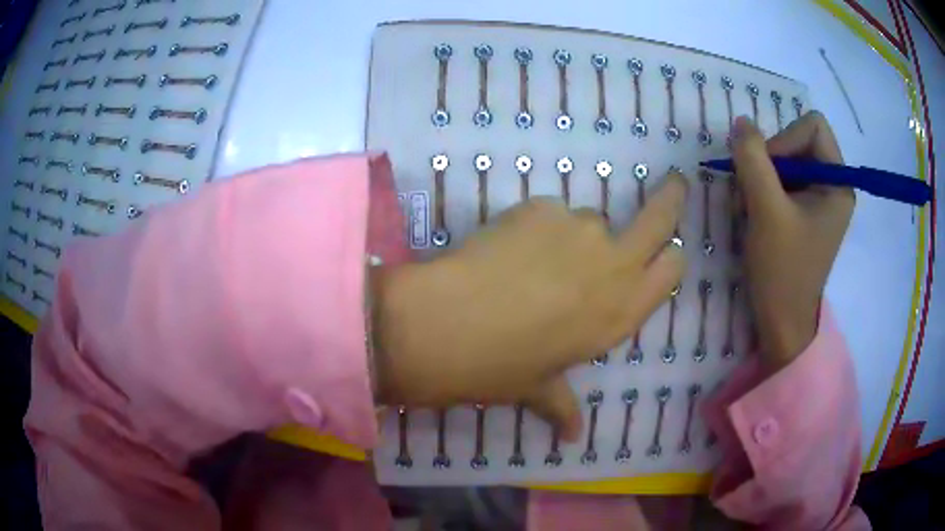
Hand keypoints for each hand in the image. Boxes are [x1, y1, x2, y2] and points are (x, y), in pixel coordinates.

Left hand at [372, 173, 687, 439]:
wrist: (449, 324)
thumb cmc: (501, 366)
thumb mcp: (538, 389)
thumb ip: (563, 407)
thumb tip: (571, 437)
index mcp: (622, 312)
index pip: (671, 270)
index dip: (670, 257)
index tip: (667, 249)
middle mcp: (613, 265)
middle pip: (659, 218)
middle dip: (672, 197)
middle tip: (677, 183)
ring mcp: (580, 229)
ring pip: (591, 220)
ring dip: (574, 236)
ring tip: (531, 262)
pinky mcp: (542, 207)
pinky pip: (549, 213)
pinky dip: (536, 227)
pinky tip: (505, 250)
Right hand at [732, 112, 853, 367]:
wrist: (780, 322)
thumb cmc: (782, 271)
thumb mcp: (766, 211)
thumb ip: (753, 160)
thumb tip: (741, 122)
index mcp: (838, 183)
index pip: (813, 126)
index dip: (786, 138)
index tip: (768, 171)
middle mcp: (832, 185)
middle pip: (798, 140)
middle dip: (770, 160)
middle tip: (753, 190)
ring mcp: (818, 200)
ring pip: (785, 160)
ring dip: (761, 177)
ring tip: (750, 208)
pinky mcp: (804, 212)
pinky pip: (781, 180)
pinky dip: (762, 191)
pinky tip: (753, 214)